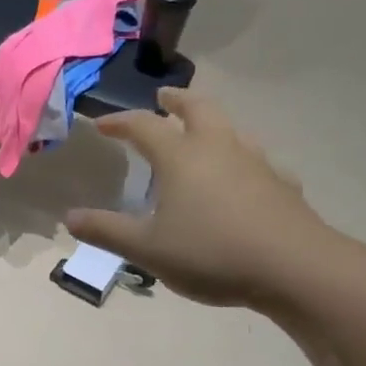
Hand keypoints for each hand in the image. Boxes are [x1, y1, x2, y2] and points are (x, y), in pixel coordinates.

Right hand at [66, 87, 335, 309]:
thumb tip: (70, 217)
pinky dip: (242, 160)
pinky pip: (258, 161)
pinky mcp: (282, 185)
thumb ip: (106, 231)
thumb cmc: (212, 253)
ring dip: (211, 123)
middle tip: (164, 97)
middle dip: (176, 101)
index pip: (143, 126)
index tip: (101, 124)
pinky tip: (245, 178)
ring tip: (202, 133)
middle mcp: (218, 148)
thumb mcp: (147, 249)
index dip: (119, 121)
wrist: (296, 269)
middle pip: (197, 109)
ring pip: (231, 129)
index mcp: (181, 157)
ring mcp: (255, 163)